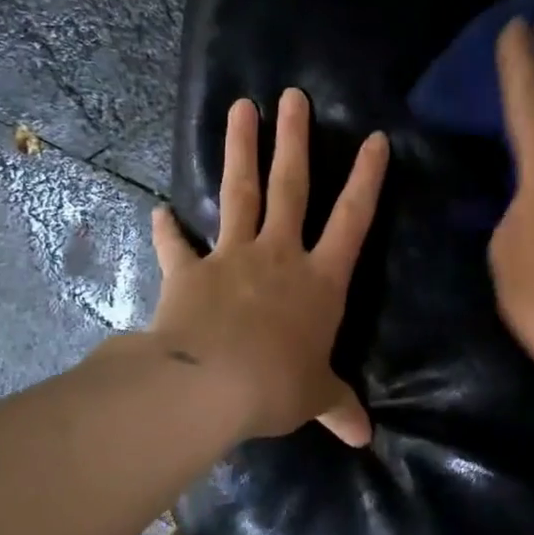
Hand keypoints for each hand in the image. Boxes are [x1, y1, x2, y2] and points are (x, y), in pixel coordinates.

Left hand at [148, 88, 388, 446]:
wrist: (207, 387)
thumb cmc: (276, 386)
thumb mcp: (314, 397)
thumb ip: (338, 407)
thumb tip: (363, 437)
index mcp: (321, 280)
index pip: (353, 219)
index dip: (367, 179)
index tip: (375, 139)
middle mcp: (280, 255)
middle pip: (291, 187)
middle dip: (295, 140)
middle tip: (294, 96)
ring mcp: (232, 257)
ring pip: (240, 194)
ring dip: (240, 150)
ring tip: (241, 108)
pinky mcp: (190, 271)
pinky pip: (177, 245)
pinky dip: (167, 229)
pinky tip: (158, 210)